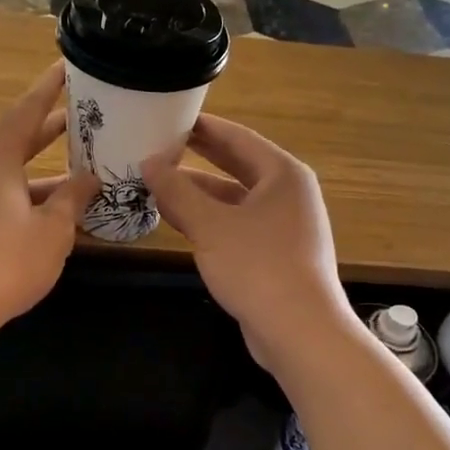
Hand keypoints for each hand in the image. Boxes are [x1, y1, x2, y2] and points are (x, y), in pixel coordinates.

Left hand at [0, 64, 97, 337]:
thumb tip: (89, 178)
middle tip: (80, 114)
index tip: (66, 66)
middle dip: (49, 128)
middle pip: (17, 138)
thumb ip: (72, 198)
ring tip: (77, 163)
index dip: (50, 89)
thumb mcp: (52, 230)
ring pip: (8, 170)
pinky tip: (50, 206)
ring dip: (40, 167)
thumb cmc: (4, 262)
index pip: (28, 111)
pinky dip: (25, 192)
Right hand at [142, 115, 354, 360]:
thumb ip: (177, 192)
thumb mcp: (210, 225)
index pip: (237, 137)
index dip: (202, 126)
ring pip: (234, 199)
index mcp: (282, 174)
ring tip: (158, 184)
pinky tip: (178, 221)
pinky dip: (210, 219)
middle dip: (199, 157)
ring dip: (199, 193)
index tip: (169, 116)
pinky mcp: (276, 254)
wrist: (300, 332)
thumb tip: (148, 163)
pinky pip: (237, 225)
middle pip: (237, 165)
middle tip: (160, 145)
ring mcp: (284, 226)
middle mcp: (288, 193)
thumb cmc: (258, 266)